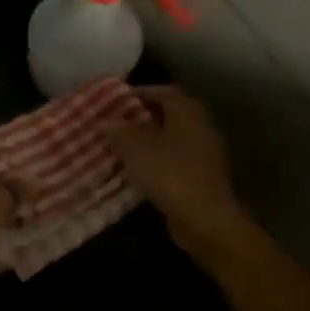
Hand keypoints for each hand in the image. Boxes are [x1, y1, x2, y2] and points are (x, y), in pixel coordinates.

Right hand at [102, 87, 250, 254]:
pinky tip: (138, 170)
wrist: (205, 219)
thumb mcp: (135, 149)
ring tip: (121, 147)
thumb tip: (104, 122)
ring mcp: (204, 153)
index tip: (116, 101)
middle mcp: (200, 126)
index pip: (163, 91)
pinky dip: (157, 160)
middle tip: (116, 124)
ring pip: (171, 138)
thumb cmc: (170, 174)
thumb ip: (118, 131)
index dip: (139, 93)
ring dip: (149, 140)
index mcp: (187, 112)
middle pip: (169, 114)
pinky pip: (175, 159)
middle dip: (142, 117)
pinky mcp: (202, 176)